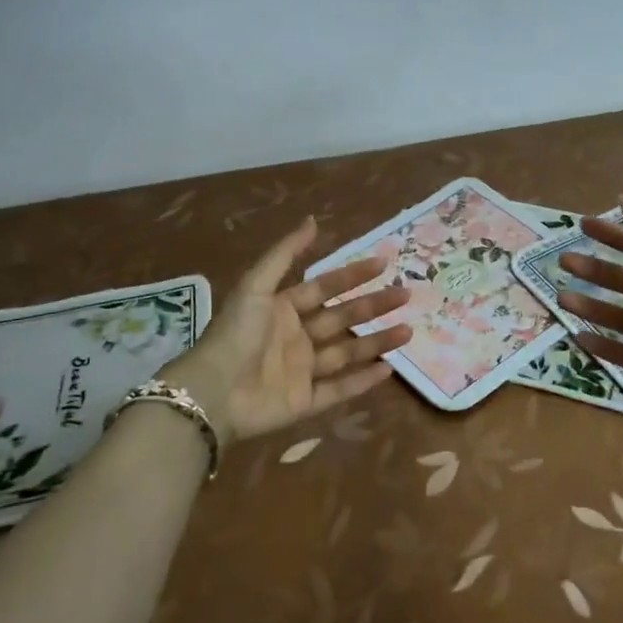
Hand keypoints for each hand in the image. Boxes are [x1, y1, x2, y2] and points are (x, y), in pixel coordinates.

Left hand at [160, 217, 410, 443]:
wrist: (213, 392)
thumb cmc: (236, 335)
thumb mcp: (256, 287)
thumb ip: (285, 254)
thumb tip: (313, 219)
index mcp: (282, 309)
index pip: (325, 288)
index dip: (353, 275)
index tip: (384, 263)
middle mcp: (295, 338)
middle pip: (342, 319)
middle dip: (374, 306)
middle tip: (406, 295)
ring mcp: (301, 371)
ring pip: (347, 354)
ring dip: (377, 342)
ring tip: (408, 331)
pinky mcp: (304, 403)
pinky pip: (339, 390)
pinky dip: (363, 381)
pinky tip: (388, 370)